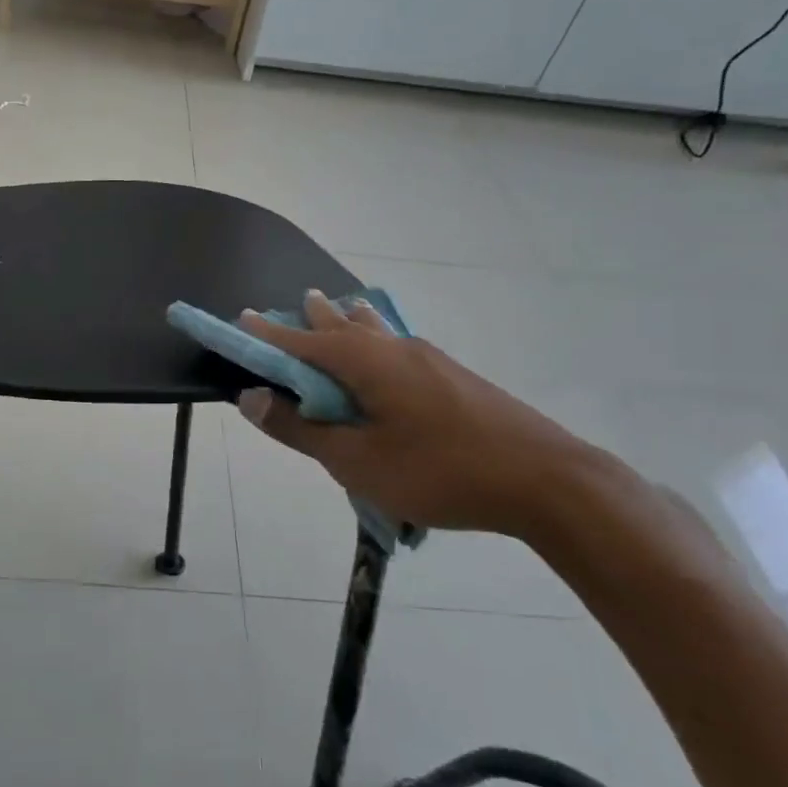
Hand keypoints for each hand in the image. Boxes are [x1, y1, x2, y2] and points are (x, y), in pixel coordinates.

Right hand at [237, 292, 613, 539]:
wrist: (547, 480)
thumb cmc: (439, 470)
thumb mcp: (356, 460)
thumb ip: (300, 429)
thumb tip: (251, 398)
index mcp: (365, 361)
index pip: (300, 340)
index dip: (267, 333)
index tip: (240, 319)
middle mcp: (394, 348)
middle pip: (341, 323)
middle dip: (311, 318)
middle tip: (293, 306)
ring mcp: (430, 360)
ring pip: (375, 331)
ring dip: (347, 322)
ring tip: (335, 309)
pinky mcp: (453, 378)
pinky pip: (397, 347)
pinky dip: (374, 342)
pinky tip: (384, 355)